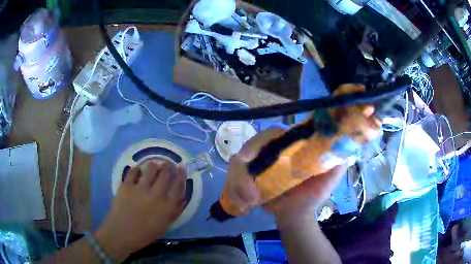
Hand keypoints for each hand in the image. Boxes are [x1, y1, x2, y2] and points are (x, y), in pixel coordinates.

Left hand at [95, 161, 185, 261]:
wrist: (122, 233)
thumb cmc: (145, 233)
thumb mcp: (164, 226)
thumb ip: (175, 211)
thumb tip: (182, 198)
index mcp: (167, 206)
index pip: (178, 185)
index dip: (181, 174)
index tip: (181, 167)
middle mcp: (156, 194)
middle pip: (165, 174)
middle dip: (168, 166)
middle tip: (167, 164)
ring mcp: (140, 188)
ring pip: (151, 169)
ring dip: (154, 165)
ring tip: (153, 165)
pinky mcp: (127, 185)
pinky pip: (133, 171)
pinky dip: (137, 169)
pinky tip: (138, 171)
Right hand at [225, 126, 346, 220]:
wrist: (297, 214)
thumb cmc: (312, 195)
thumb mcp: (329, 178)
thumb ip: (336, 161)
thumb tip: (341, 142)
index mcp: (289, 147)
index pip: (270, 134)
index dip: (258, 142)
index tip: (248, 158)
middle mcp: (270, 152)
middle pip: (247, 149)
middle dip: (242, 174)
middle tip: (250, 197)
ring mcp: (256, 165)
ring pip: (236, 166)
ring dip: (238, 186)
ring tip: (248, 203)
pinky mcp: (247, 178)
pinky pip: (232, 179)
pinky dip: (234, 191)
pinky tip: (243, 205)